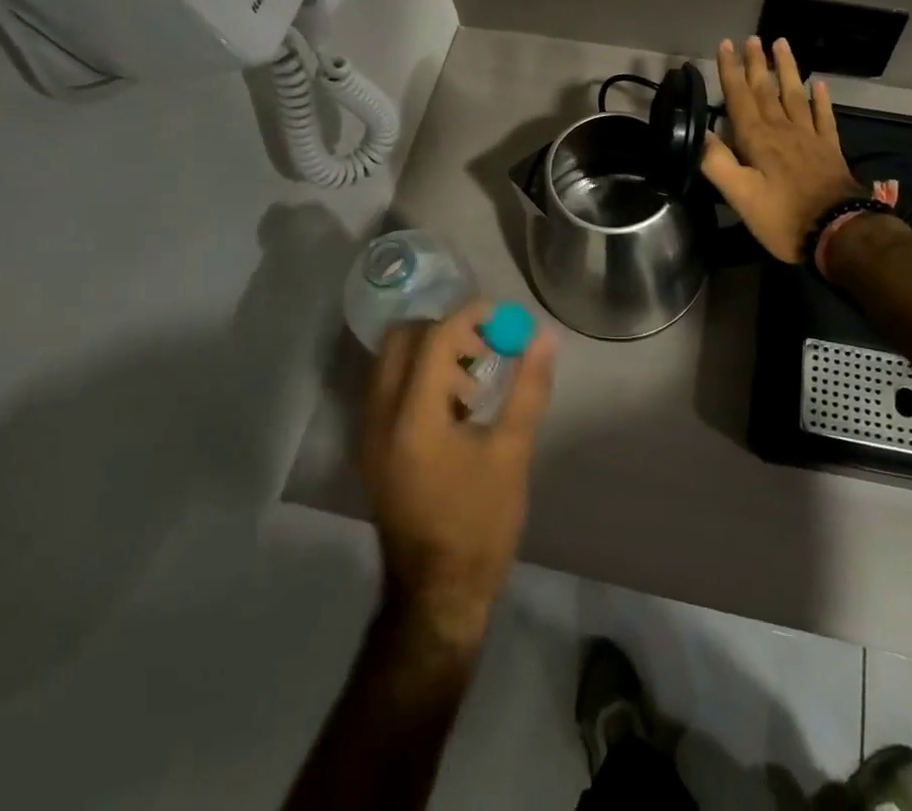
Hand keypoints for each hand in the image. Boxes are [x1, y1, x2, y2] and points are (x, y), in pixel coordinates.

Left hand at [360, 300, 557, 649]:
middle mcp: (379, 418)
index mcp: (413, 419)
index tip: (499, 315)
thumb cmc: (479, 524)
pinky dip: (417, 377)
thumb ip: (527, 388)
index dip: (468, 317)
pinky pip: (387, 388)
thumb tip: (543, 337)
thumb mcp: (512, 454)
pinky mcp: (371, 449)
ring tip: (472, 380)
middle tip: (482, 345)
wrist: (436, 596)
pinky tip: (453, 406)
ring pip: (390, 362)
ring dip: (429, 353)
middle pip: (401, 340)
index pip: (434, 340)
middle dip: (443, 330)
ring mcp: (369, 435)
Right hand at [701, 37, 863, 262]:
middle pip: (767, 90)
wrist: (839, 232)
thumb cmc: (783, 217)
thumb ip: (717, 163)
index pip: (740, 97)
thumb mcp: (740, 196)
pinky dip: (821, 99)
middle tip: (753, 38)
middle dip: (757, 63)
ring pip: (795, 95)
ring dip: (787, 69)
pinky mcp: (829, 150)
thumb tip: (698, 132)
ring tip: (782, 44)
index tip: (726, 44)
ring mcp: (810, 137)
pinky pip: (824, 117)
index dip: (731, 71)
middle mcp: (783, 130)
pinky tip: (820, 84)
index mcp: (758, 139)